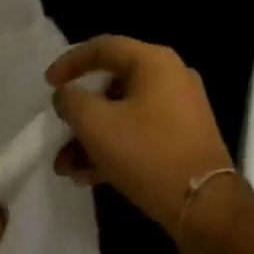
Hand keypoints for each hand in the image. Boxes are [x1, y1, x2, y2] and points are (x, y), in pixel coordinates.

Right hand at [46, 36, 237, 235]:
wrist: (205, 206)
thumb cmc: (148, 154)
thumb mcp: (96, 124)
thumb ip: (72, 101)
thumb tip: (67, 94)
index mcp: (154, 62)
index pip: (103, 47)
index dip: (70, 62)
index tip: (47, 84)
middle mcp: (171, 77)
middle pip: (112, 84)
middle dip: (79, 113)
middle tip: (58, 131)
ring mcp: (181, 109)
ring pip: (124, 114)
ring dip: (92, 137)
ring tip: (66, 168)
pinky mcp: (183, 138)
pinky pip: (140, 133)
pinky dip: (114, 148)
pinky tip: (88, 176)